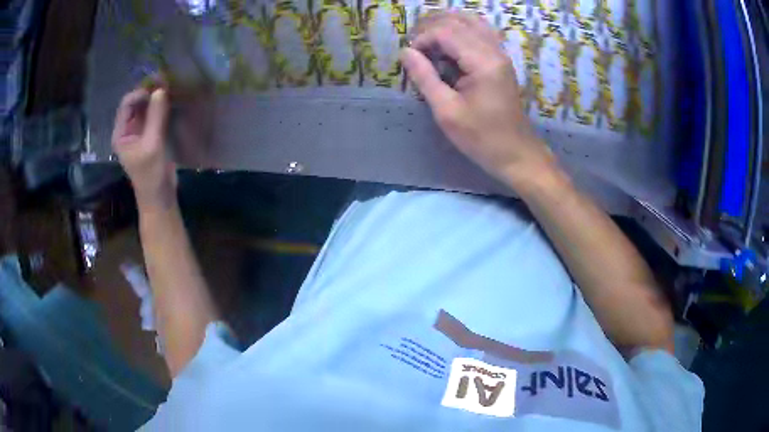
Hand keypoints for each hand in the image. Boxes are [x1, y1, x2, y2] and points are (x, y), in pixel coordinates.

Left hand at [112, 87, 177, 210]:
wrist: (160, 197)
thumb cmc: (150, 174)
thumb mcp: (152, 145)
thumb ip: (155, 117)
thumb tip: (161, 89)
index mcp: (121, 133)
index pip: (127, 104)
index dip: (140, 93)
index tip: (157, 89)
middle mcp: (128, 129)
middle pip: (136, 103)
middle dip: (149, 92)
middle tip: (166, 82)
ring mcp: (139, 132)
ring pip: (146, 107)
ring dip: (156, 97)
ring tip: (170, 87)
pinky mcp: (151, 134)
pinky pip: (154, 114)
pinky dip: (161, 106)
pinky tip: (171, 100)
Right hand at [401, 12, 557, 189]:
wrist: (516, 153)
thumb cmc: (481, 138)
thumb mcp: (447, 111)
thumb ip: (425, 77)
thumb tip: (405, 52)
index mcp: (483, 62)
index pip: (446, 32)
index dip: (423, 39)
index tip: (410, 57)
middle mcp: (494, 50)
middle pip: (458, 21)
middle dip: (431, 28)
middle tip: (415, 47)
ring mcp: (500, 54)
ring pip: (471, 22)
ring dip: (446, 26)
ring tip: (428, 41)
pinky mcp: (501, 60)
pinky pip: (480, 33)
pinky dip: (460, 32)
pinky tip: (448, 45)